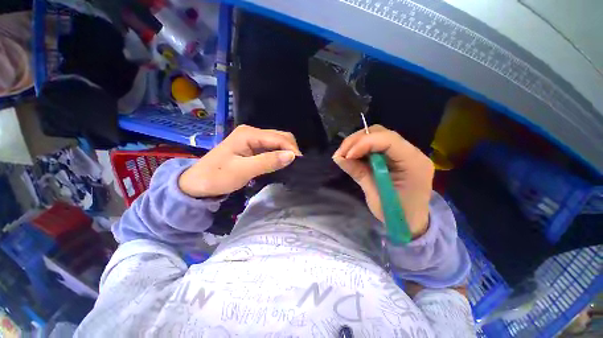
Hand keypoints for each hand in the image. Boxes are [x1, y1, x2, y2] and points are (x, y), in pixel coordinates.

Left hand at [179, 125, 301, 197]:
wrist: (197, 184)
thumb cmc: (217, 177)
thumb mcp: (243, 170)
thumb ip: (268, 162)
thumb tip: (292, 156)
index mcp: (249, 134)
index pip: (278, 137)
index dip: (291, 149)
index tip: (300, 164)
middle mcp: (252, 132)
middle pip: (279, 137)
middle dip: (290, 149)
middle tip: (297, 166)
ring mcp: (252, 139)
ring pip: (276, 143)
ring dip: (285, 153)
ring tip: (291, 166)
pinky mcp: (252, 147)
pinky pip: (271, 149)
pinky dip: (278, 155)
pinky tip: (281, 164)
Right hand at [333, 125, 433, 237]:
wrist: (412, 222)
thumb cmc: (396, 214)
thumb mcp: (375, 195)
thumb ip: (358, 172)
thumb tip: (338, 157)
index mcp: (414, 163)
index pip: (388, 140)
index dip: (364, 143)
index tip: (346, 155)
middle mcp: (412, 152)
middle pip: (381, 133)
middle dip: (357, 140)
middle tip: (341, 153)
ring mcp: (404, 152)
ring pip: (377, 135)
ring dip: (356, 143)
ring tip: (344, 155)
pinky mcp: (395, 155)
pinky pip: (375, 145)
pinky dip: (360, 148)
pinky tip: (352, 156)